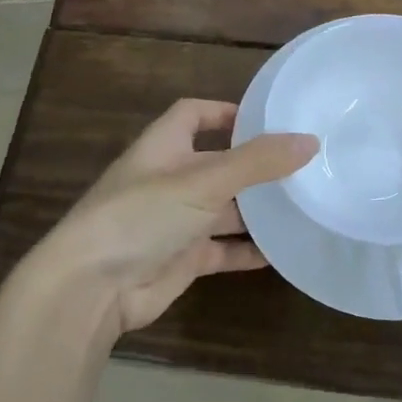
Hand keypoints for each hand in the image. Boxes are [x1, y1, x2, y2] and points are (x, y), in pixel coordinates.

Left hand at [26, 99, 316, 338]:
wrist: (91, 289)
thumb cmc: (142, 215)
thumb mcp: (204, 180)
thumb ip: (258, 162)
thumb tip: (310, 141)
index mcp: (165, 146)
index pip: (194, 114)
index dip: (226, 111)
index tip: (267, 118)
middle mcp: (170, 178)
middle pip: (219, 163)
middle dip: (255, 164)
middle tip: (302, 164)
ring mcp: (176, 221)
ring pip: (225, 208)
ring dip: (257, 208)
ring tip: (303, 203)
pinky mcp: (183, 258)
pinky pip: (223, 248)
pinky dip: (249, 249)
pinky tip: (283, 251)